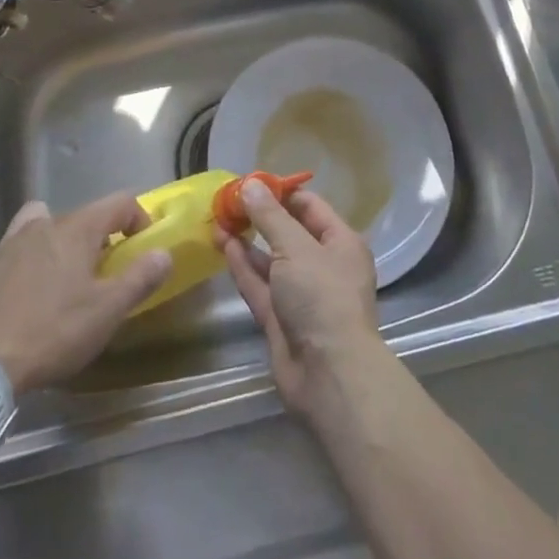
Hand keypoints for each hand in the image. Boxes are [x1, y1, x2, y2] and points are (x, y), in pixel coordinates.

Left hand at [0, 194, 171, 393]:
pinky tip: (32, 288)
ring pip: (48, 224)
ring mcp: (14, 241)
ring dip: (64, 241)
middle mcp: (46, 223)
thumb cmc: (53, 331)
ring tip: (66, 275)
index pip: (119, 203)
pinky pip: (21, 245)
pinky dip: (33, 256)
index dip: (139, 219)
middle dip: (102, 237)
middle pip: (84, 215)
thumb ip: (139, 278)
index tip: (143, 248)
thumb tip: (164, 253)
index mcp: (78, 228)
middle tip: (107, 274)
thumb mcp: (106, 311)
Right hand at [219, 181, 381, 416]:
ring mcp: (301, 294)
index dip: (279, 192)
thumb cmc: (321, 297)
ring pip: (270, 260)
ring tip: (218, 219)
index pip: (309, 206)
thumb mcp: (295, 247)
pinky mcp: (281, 319)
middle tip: (227, 201)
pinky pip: (260, 285)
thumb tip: (250, 183)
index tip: (249, 182)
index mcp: (340, 242)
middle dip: (259, 217)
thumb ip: (269, 216)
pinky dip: (243, 266)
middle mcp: (323, 265)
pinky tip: (223, 245)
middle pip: (288, 232)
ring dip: (246, 240)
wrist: (328, 376)